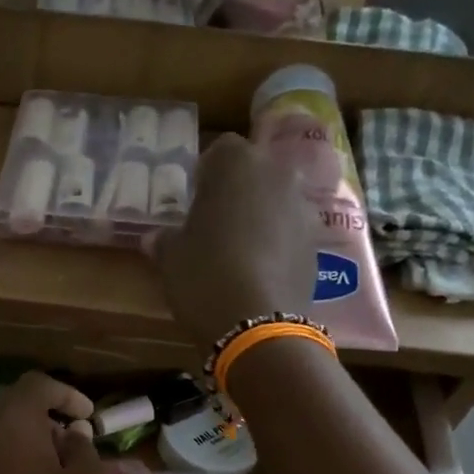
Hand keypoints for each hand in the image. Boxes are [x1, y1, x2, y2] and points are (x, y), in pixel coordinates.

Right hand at [153, 134, 318, 345]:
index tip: (195, 200)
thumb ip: (164, 239)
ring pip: (276, 200)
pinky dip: (278, 242)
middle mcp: (276, 173)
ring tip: (240, 250)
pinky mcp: (317, 240)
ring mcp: (302, 206)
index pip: (220, 151)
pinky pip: (291, 231)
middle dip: (238, 191)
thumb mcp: (170, 258)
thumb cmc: (203, 275)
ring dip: (261, 216)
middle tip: (216, 224)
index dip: (207, 174)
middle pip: (255, 172)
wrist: (255, 322)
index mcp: (235, 164)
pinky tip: (259, 271)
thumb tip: (156, 237)